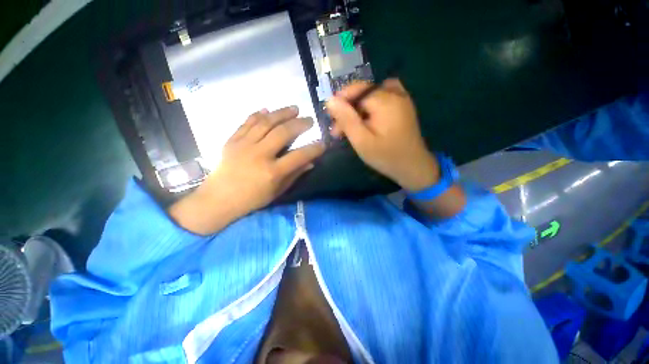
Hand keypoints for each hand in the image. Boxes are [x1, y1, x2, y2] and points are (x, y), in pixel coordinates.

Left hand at [169, 106, 324, 234]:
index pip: (299, 156)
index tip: (323, 143)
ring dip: (282, 113)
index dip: (314, 149)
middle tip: (309, 120)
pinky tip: (267, 109)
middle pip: (283, 133)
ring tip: (294, 108)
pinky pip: (247, 123)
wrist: (219, 199)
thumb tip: (311, 163)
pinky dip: (258, 114)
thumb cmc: (252, 199)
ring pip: (265, 122)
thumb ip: (294, 175)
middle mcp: (259, 155)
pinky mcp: (232, 141)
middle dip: (299, 124)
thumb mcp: (277, 191)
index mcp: (272, 172)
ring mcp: (244, 145)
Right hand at [326, 79, 438, 191]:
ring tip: (353, 125)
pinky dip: (372, 104)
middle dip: (348, 109)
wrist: (413, 167)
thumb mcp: (362, 141)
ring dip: (358, 107)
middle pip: (363, 93)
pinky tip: (369, 117)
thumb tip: (330, 100)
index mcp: (385, 101)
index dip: (341, 102)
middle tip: (339, 131)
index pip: (356, 90)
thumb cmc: (386, 157)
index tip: (331, 120)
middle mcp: (395, 94)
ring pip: (371, 95)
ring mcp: (402, 98)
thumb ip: (346, 119)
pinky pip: (384, 96)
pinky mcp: (403, 106)